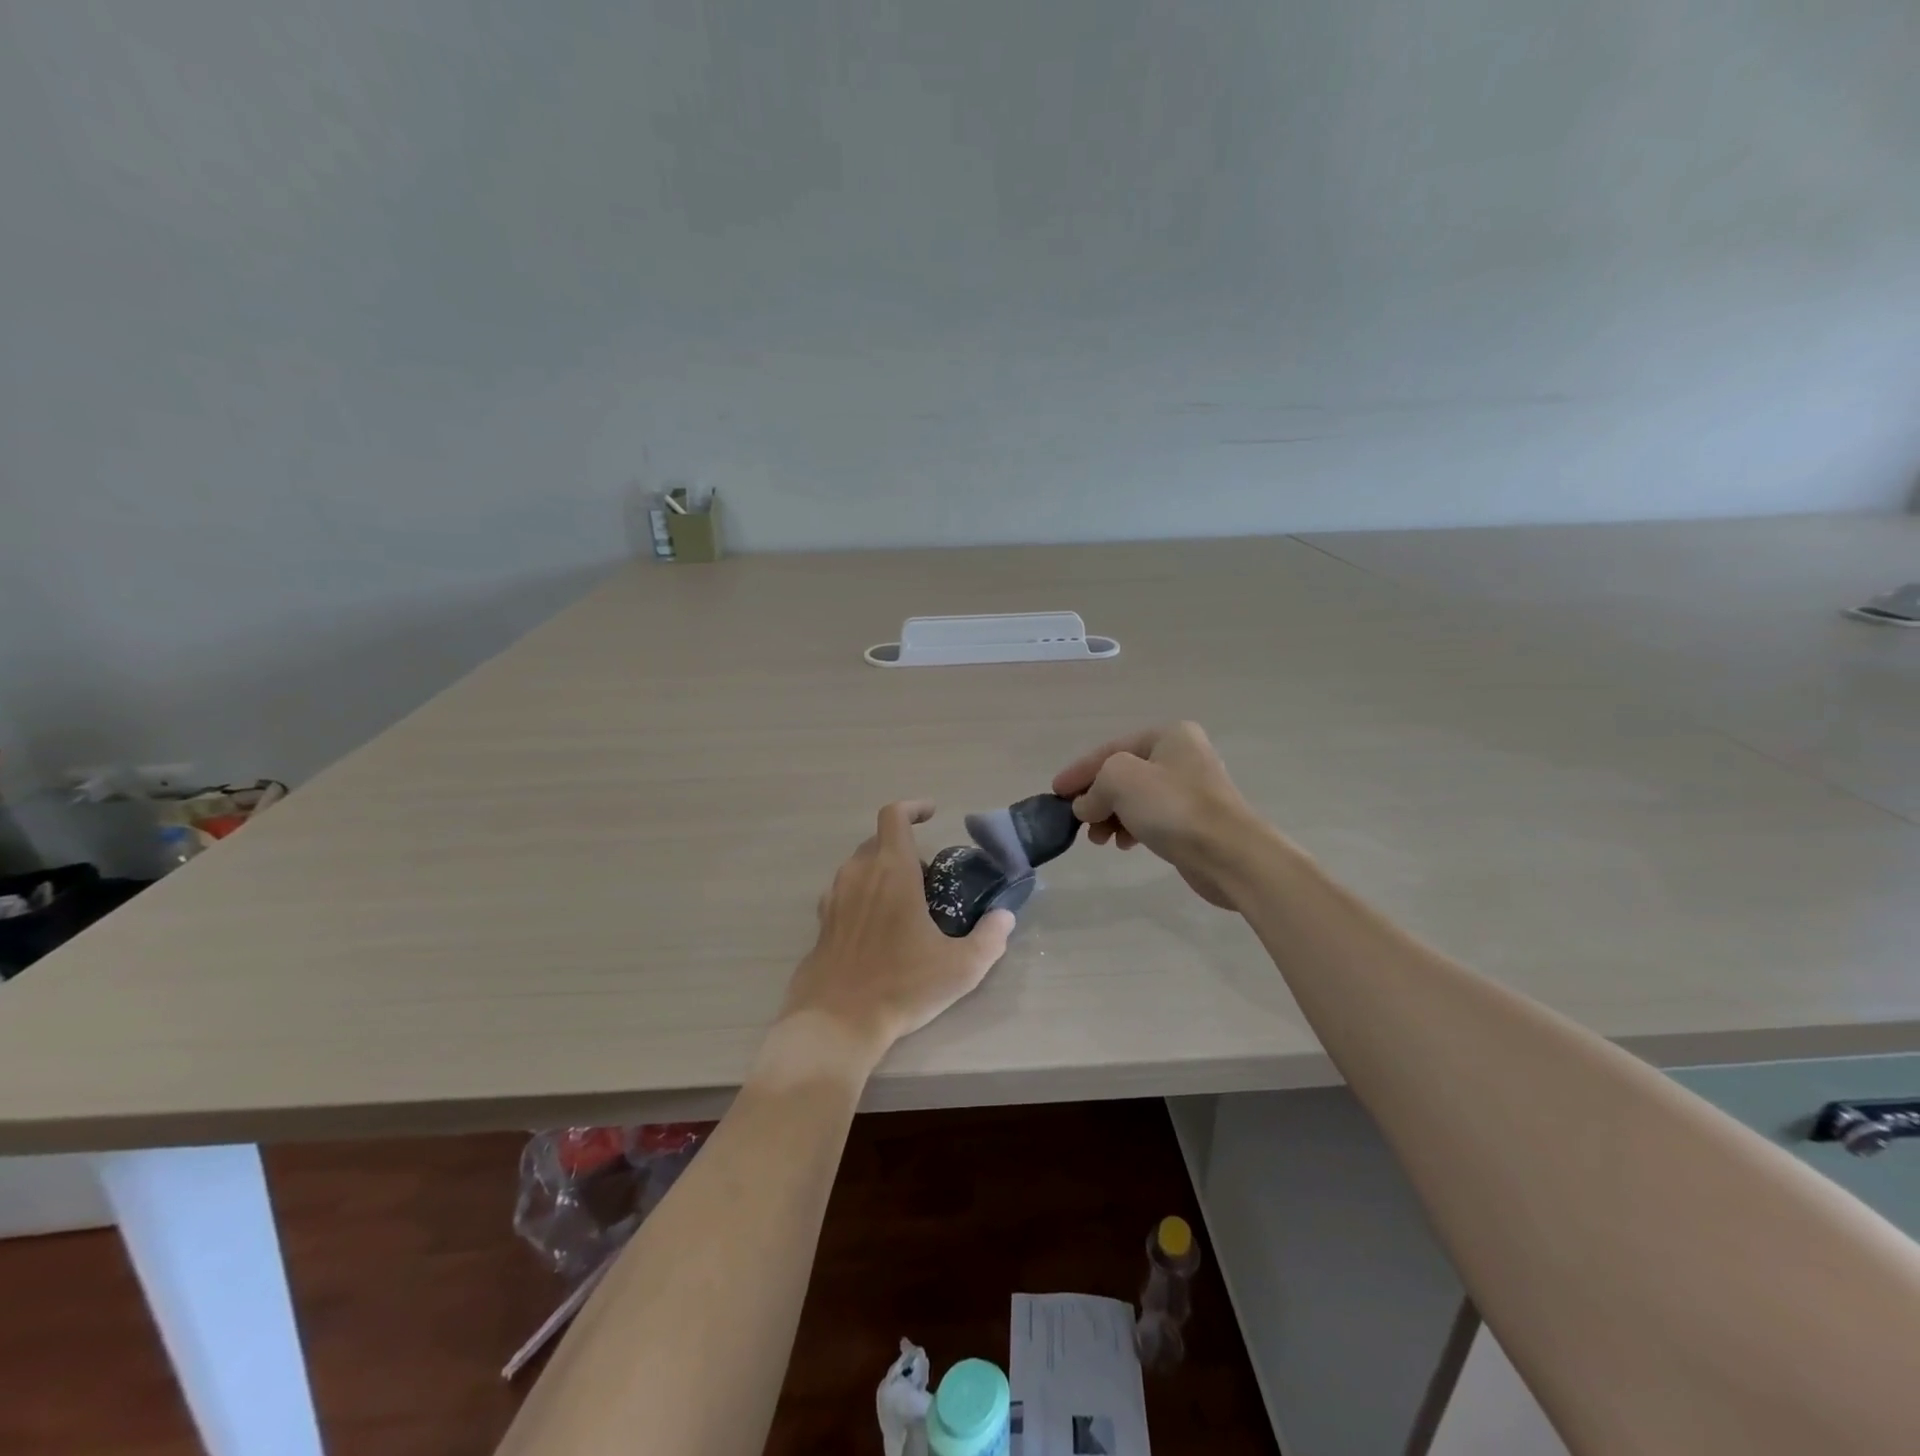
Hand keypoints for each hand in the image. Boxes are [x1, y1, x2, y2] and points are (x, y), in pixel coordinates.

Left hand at [782, 801, 1014, 1055]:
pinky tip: (880, 929)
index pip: (894, 816)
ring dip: (884, 871)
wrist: (836, 1022)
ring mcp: (835, 896)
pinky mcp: (822, 921)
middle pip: (879, 841)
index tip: (932, 815)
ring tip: (907, 906)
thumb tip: (1005, 917)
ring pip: (861, 866)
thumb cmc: (901, 986)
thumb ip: (990, 938)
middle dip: (906, 849)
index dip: (913, 808)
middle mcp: (859, 874)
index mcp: (892, 870)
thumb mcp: (961, 967)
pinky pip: (846, 891)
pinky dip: (865, 894)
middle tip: (930, 880)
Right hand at [1051, 722, 1266, 907]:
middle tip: (1078, 821)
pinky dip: (1132, 828)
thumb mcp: (1120, 780)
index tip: (1055, 792)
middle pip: (1123, 774)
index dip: (1079, 771)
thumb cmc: (1172, 807)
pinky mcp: (1195, 820)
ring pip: (1136, 799)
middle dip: (1096, 797)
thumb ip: (1094, 786)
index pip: (1110, 749)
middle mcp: (1182, 755)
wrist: (1228, 854)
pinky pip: (1151, 818)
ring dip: (1110, 816)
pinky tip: (1123, 844)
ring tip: (1098, 840)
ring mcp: (1191, 789)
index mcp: (1168, 735)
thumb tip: (1086, 806)